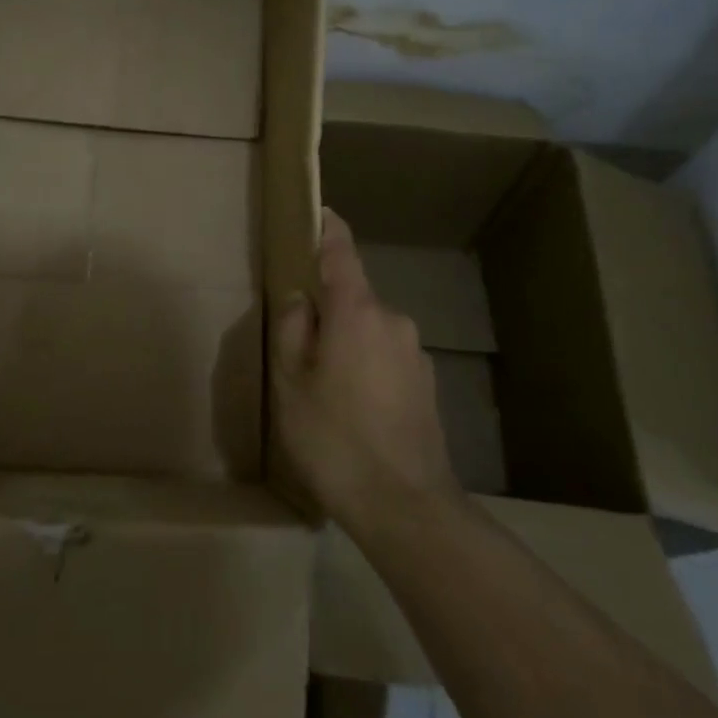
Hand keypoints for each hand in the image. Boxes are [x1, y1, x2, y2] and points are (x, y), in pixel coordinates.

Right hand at [272, 208, 460, 531]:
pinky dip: (366, 367)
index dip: (328, 229)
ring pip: (369, 330)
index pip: (341, 252)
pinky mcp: (426, 385)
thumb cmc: (335, 438)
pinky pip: (386, 358)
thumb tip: (301, 298)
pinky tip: (353, 411)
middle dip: (326, 309)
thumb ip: (292, 328)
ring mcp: (415, 354)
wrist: (406, 507)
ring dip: (346, 342)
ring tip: (323, 389)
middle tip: (297, 347)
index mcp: (357, 312)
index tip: (318, 211)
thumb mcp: (291, 382)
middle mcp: (393, 321)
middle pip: (353, 297)